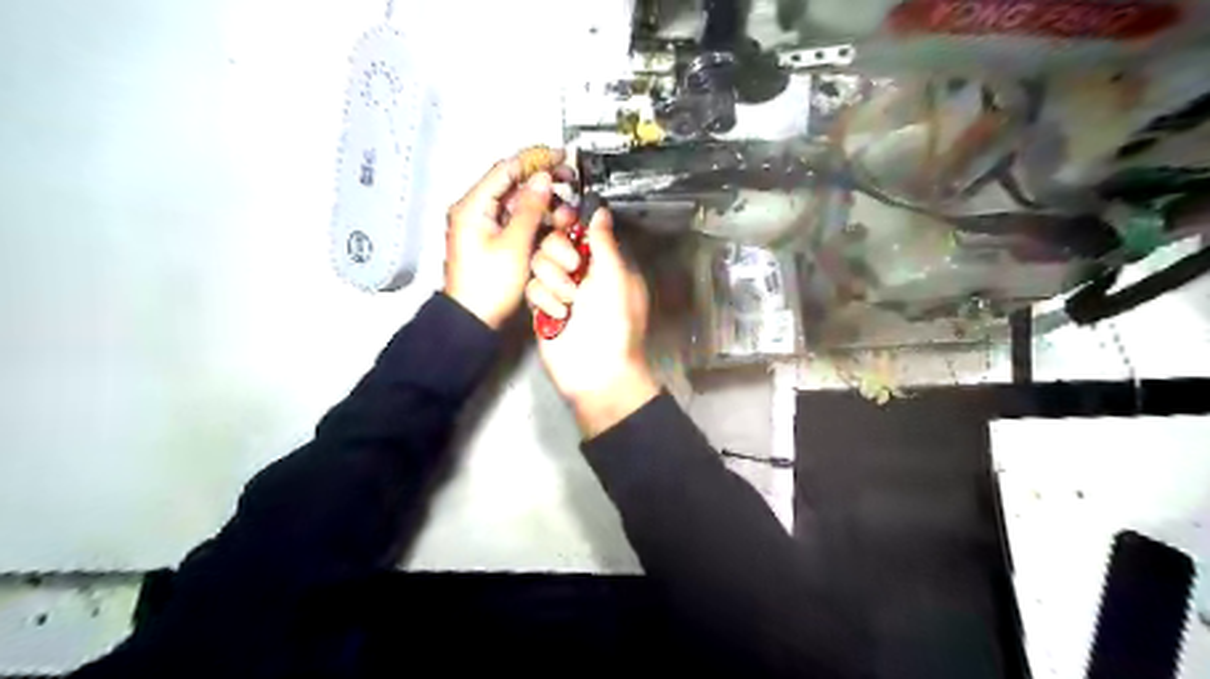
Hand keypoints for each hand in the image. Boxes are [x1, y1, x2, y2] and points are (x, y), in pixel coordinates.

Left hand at [444, 148, 574, 328]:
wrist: (473, 320)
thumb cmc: (487, 286)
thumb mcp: (513, 246)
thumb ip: (529, 209)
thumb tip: (543, 180)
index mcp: (473, 206)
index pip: (506, 169)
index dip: (536, 160)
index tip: (561, 158)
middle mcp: (476, 211)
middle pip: (512, 184)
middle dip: (543, 181)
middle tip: (569, 179)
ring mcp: (485, 226)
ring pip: (517, 202)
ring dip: (542, 201)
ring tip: (565, 207)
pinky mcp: (494, 240)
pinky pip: (516, 220)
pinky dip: (535, 218)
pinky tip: (553, 221)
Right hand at [528, 207, 660, 438]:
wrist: (596, 370)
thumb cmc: (614, 322)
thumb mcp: (616, 276)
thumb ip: (603, 241)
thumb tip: (601, 211)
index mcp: (604, 262)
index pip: (580, 230)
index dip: (569, 224)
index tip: (562, 222)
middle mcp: (581, 272)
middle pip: (553, 242)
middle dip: (558, 254)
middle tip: (573, 273)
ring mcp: (560, 289)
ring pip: (539, 263)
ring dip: (552, 280)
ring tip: (568, 302)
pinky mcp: (542, 307)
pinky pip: (531, 288)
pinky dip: (543, 300)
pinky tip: (557, 316)